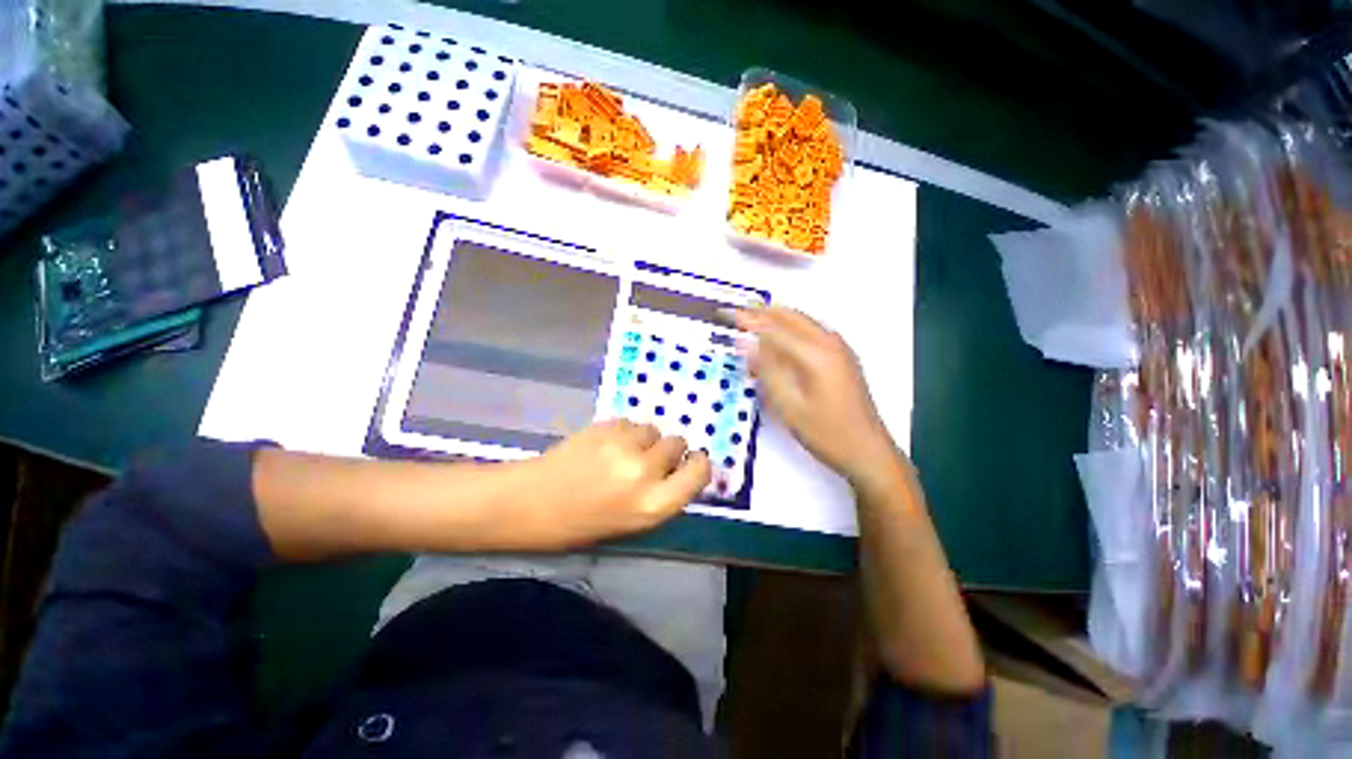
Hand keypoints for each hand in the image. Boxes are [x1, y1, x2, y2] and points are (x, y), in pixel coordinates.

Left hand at [511, 419, 711, 548]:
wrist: (530, 502)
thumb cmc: (579, 524)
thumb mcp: (630, 523)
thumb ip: (660, 496)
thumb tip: (679, 470)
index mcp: (653, 505)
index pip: (698, 473)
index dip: (698, 464)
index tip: (692, 461)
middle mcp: (645, 472)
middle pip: (677, 444)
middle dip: (667, 450)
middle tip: (647, 459)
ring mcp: (624, 446)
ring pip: (653, 429)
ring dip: (644, 438)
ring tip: (621, 450)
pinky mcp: (606, 427)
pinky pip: (630, 421)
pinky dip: (624, 430)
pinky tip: (605, 443)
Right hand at [734, 307, 896, 484]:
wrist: (867, 450)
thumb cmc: (827, 433)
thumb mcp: (788, 405)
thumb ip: (766, 370)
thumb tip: (746, 344)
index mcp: (816, 354)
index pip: (774, 328)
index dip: (749, 321)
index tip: (729, 315)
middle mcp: (830, 343)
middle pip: (790, 317)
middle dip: (762, 313)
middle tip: (739, 313)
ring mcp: (839, 349)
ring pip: (802, 321)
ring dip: (777, 319)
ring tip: (754, 321)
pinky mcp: (842, 357)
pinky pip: (811, 331)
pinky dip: (791, 329)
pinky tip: (779, 339)